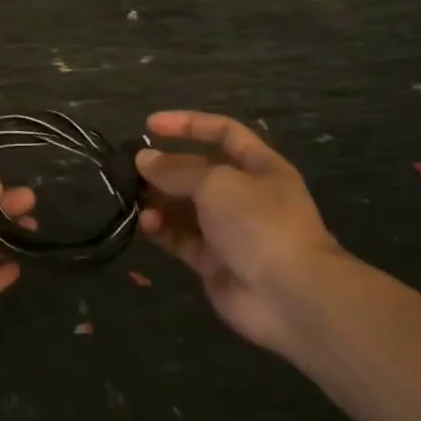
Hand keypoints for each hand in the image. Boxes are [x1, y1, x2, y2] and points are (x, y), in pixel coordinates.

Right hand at [136, 111, 349, 357]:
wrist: (289, 296)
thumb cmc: (259, 223)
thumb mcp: (216, 183)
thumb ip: (176, 170)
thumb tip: (142, 159)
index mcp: (259, 166)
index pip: (222, 132)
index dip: (187, 124)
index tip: (150, 125)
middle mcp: (245, 195)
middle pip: (198, 171)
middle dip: (165, 168)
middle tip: (131, 169)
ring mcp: (229, 230)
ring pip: (185, 207)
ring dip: (159, 201)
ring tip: (135, 200)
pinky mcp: (213, 261)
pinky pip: (181, 238)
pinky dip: (162, 230)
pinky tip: (145, 225)